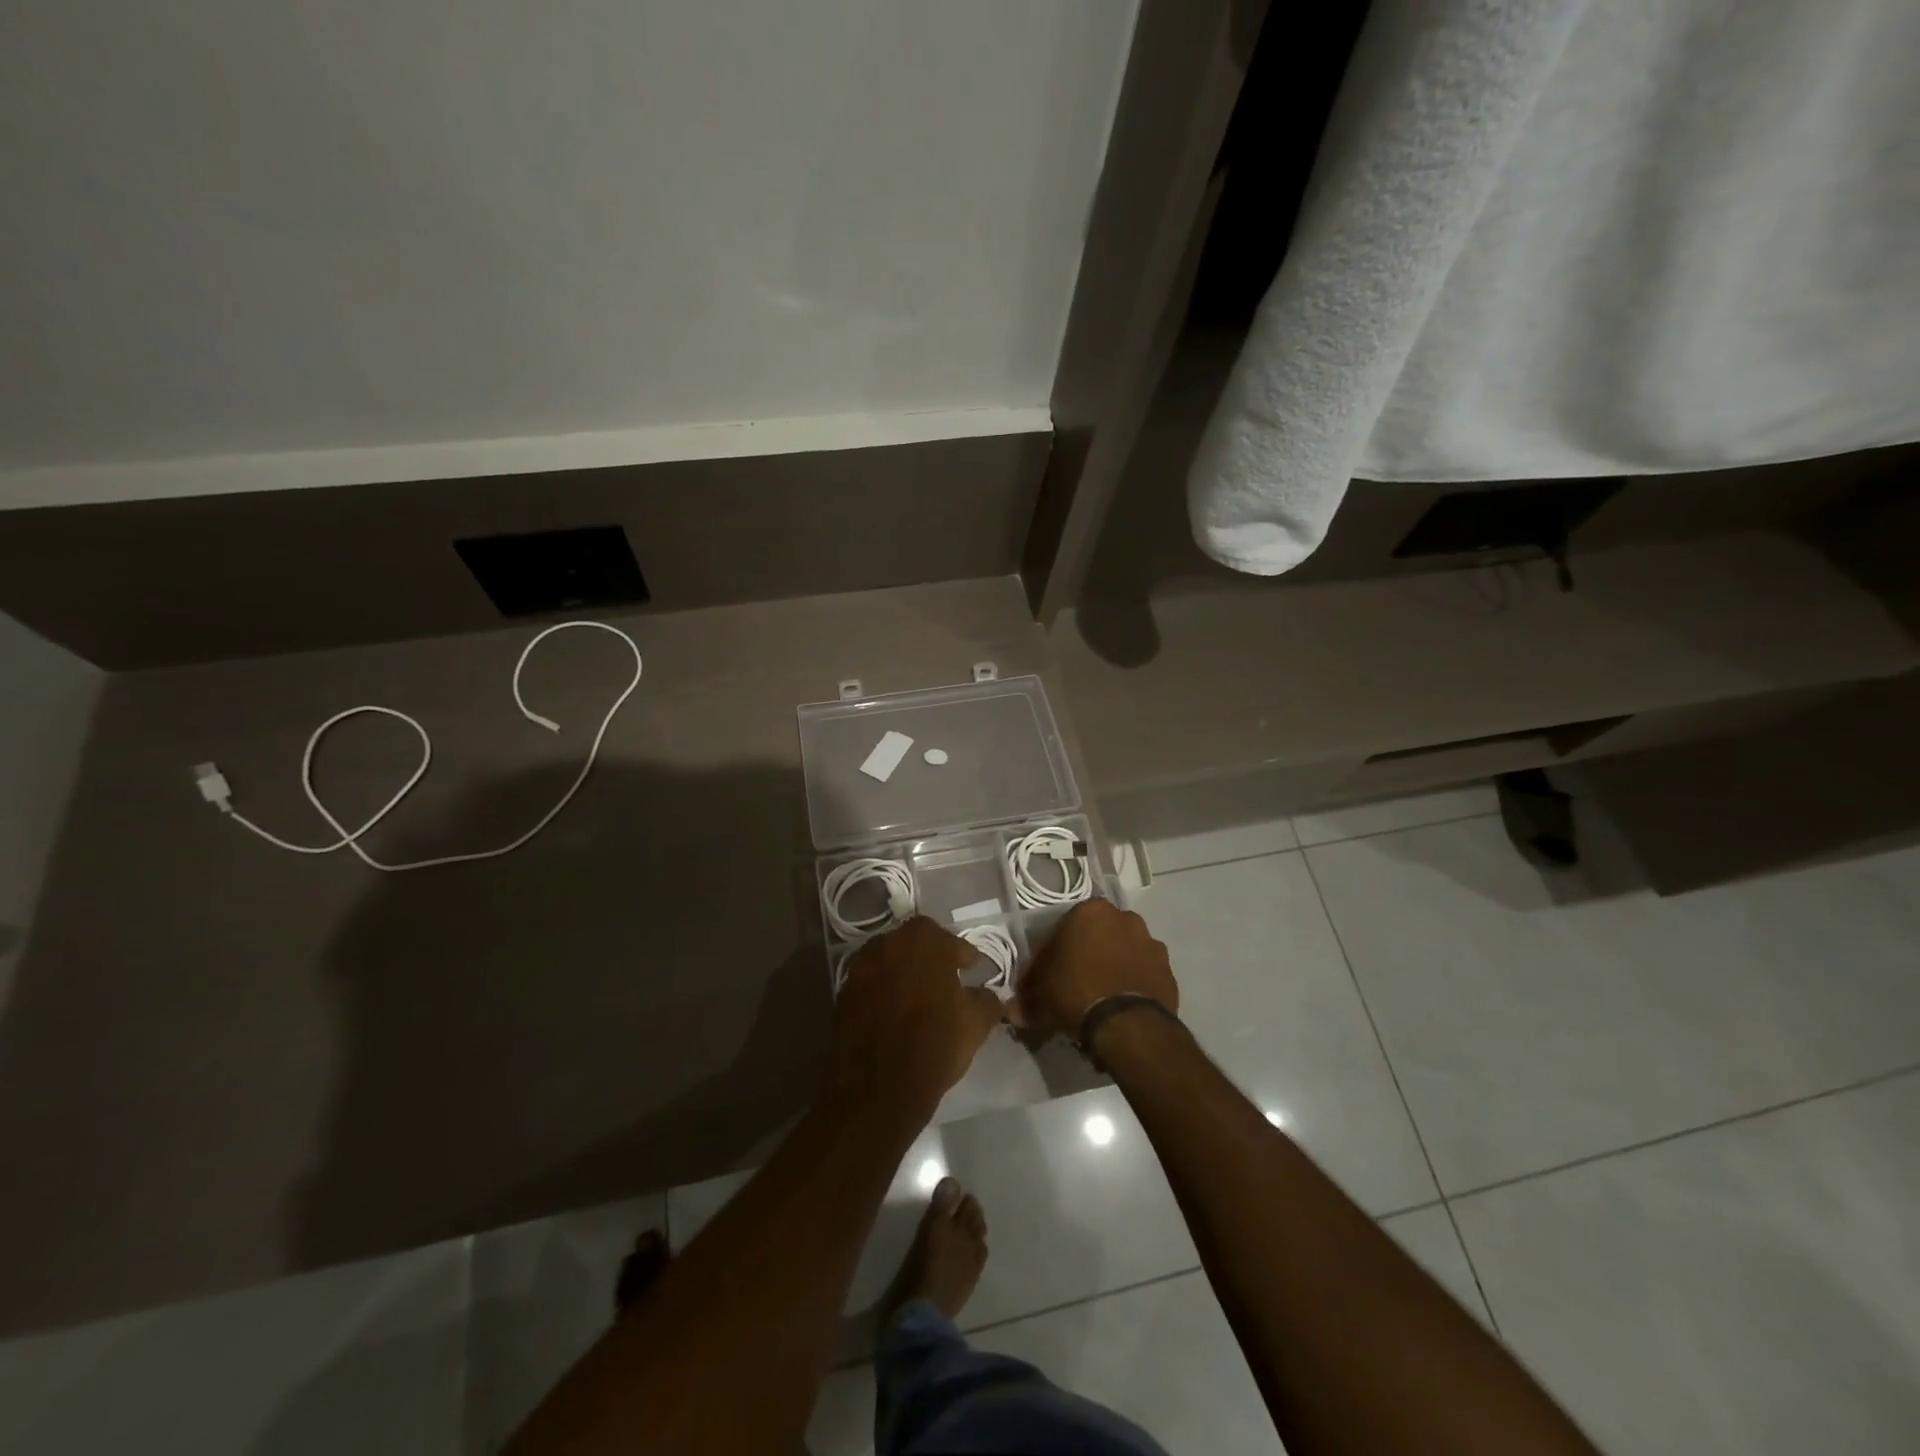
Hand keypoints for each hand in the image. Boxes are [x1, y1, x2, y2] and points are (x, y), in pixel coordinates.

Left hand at [830, 917, 1004, 1126]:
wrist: (878, 1088)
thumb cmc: (935, 1045)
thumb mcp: (977, 1023)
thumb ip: (987, 999)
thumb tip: (989, 994)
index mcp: (925, 941)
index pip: (951, 941)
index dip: (964, 957)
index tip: (971, 970)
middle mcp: (889, 942)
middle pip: (916, 943)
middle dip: (931, 958)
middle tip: (945, 980)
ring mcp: (861, 965)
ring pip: (890, 960)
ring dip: (904, 972)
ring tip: (917, 997)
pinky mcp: (843, 991)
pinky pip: (870, 982)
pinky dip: (882, 991)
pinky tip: (893, 1013)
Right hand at [1015, 900, 1177, 1040]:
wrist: (1128, 1025)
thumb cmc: (1075, 994)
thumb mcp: (1039, 996)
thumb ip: (1026, 997)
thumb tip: (1012, 1010)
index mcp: (1089, 911)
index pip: (1062, 930)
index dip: (1050, 957)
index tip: (1044, 980)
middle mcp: (1123, 918)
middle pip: (1096, 937)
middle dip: (1085, 957)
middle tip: (1072, 988)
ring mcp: (1150, 943)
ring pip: (1122, 953)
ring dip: (1111, 969)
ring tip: (1099, 1000)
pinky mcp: (1168, 970)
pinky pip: (1143, 974)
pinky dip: (1132, 985)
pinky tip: (1120, 1008)